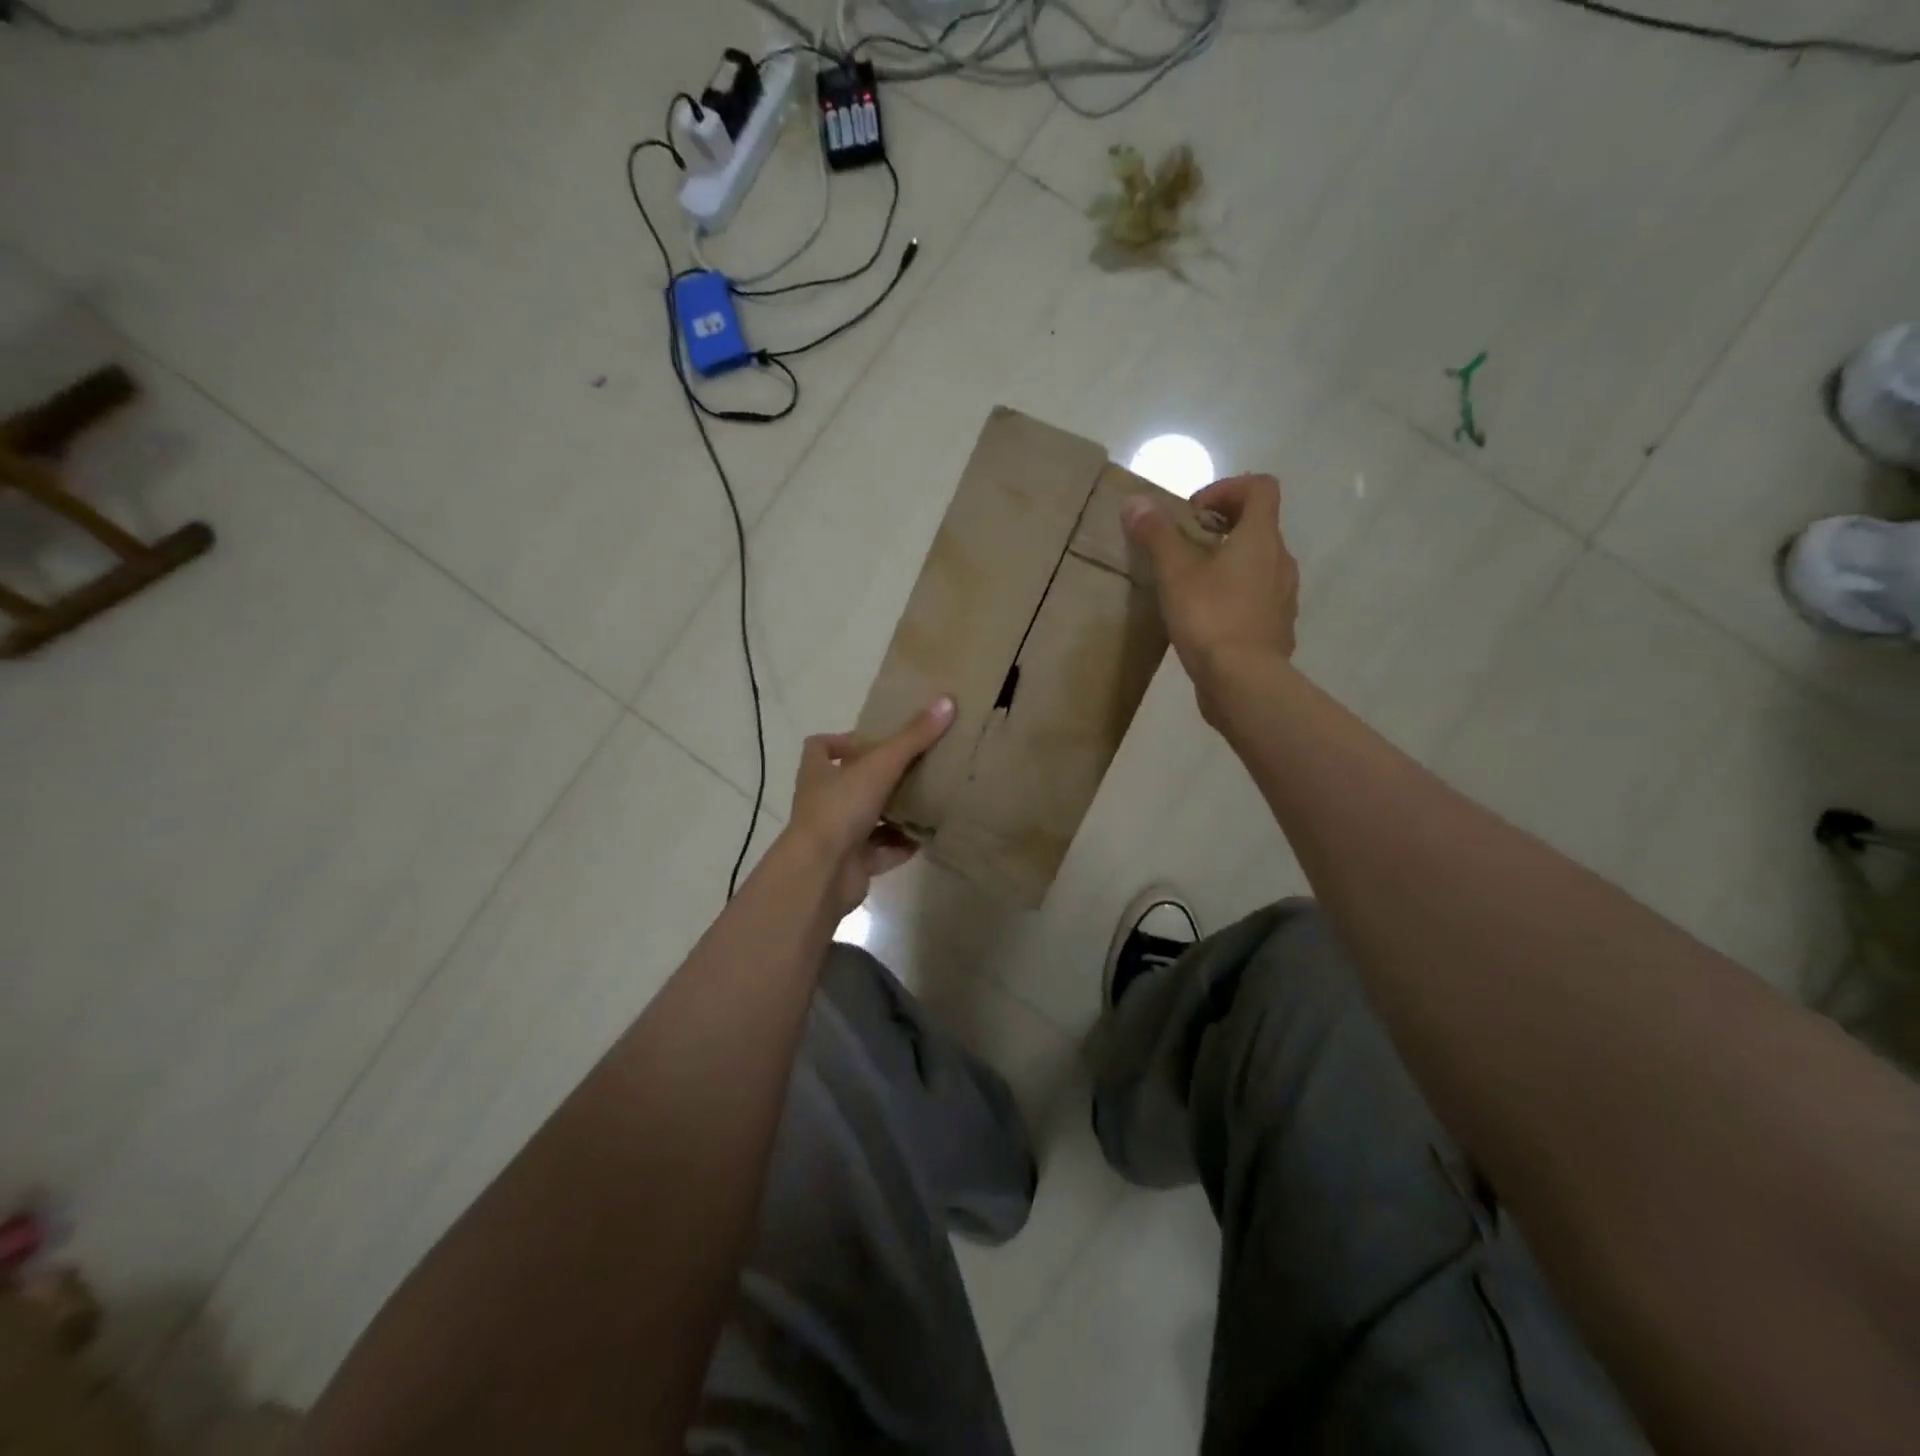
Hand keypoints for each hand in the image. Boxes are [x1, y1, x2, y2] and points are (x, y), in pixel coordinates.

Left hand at [786, 696, 955, 917]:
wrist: (821, 873)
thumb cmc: (840, 809)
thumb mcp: (880, 765)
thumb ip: (913, 738)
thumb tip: (947, 701)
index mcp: (818, 773)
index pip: (820, 747)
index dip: (842, 740)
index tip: (874, 739)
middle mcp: (824, 801)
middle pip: (850, 782)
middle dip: (880, 777)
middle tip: (915, 767)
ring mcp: (837, 835)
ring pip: (869, 818)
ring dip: (895, 812)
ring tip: (929, 800)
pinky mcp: (853, 864)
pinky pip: (882, 851)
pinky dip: (902, 845)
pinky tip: (927, 837)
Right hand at [1123, 474, 1297, 721]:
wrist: (1243, 682)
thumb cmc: (1211, 618)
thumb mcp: (1175, 573)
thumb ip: (1157, 534)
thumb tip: (1135, 501)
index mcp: (1261, 539)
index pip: (1260, 488)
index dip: (1227, 488)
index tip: (1193, 512)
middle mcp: (1281, 561)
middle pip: (1258, 527)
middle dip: (1221, 528)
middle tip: (1184, 548)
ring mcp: (1283, 597)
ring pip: (1258, 565)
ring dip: (1228, 564)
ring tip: (1191, 585)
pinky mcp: (1276, 628)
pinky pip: (1257, 598)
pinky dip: (1235, 596)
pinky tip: (1207, 619)